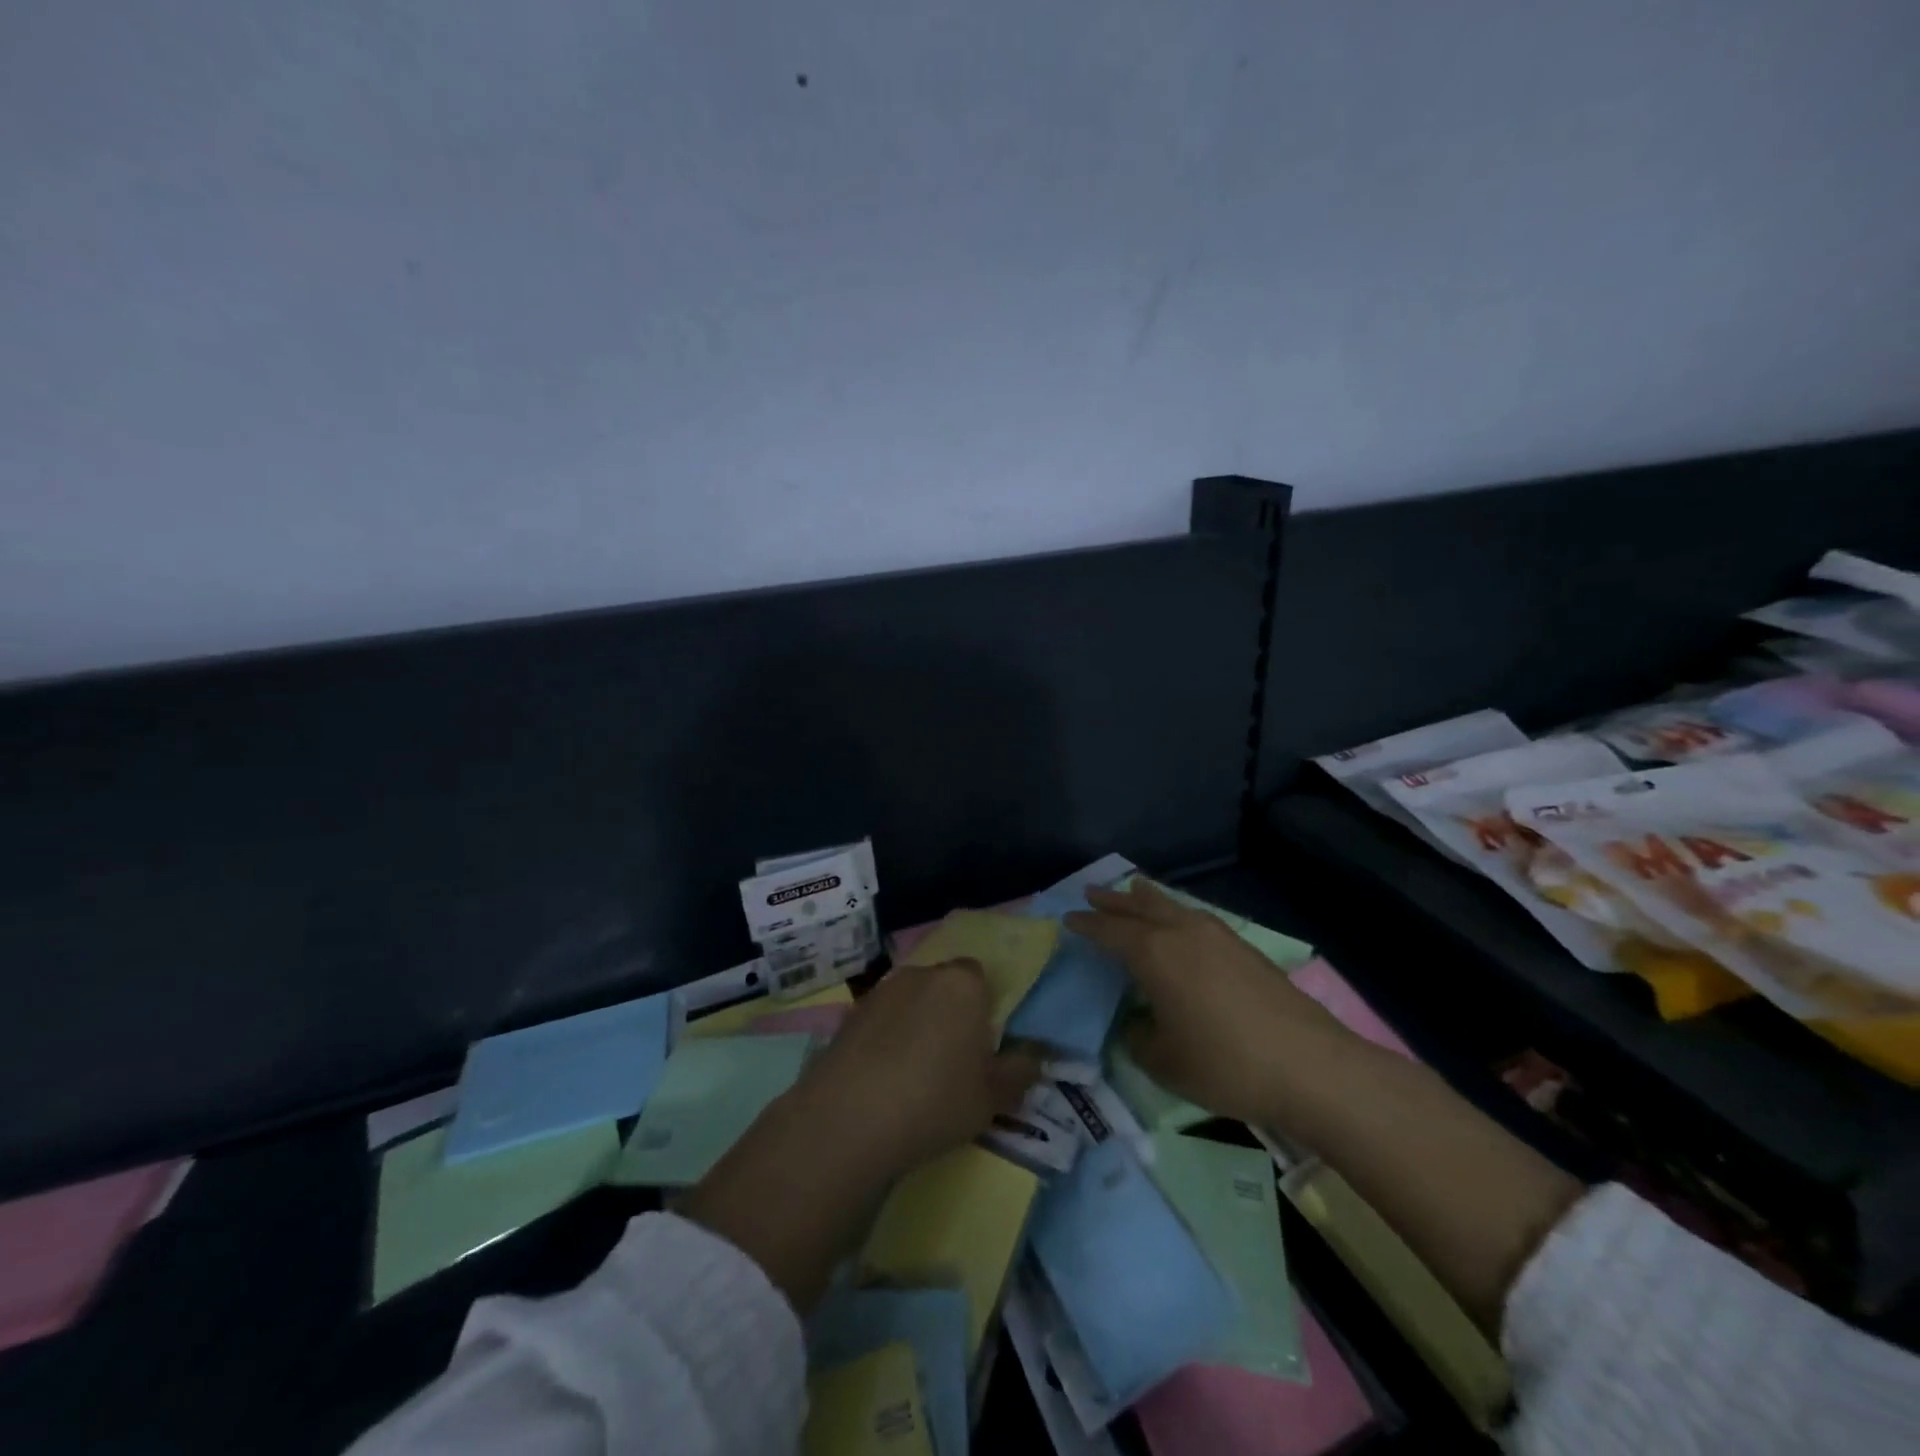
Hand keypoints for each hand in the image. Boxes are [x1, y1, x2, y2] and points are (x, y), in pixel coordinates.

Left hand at [789, 958, 1041, 1179]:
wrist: (848, 1119)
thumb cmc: (936, 1100)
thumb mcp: (993, 1097)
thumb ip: (1019, 1072)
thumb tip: (1034, 1057)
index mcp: (962, 983)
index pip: (981, 977)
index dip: (984, 1009)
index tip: (983, 1046)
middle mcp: (921, 974)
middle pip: (944, 986)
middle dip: (950, 1014)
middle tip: (953, 1061)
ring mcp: (880, 992)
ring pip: (910, 1002)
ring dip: (916, 1026)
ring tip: (915, 1075)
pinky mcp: (848, 1016)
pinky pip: (880, 1022)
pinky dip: (885, 1041)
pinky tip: (883, 1080)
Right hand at [1066, 879, 1356, 1126]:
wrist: (1310, 1065)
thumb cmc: (1225, 1064)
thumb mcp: (1164, 1062)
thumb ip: (1139, 1038)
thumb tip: (1137, 1022)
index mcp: (1154, 954)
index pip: (1110, 932)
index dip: (1087, 925)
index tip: (1068, 919)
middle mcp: (1182, 933)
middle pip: (1139, 908)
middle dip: (1113, 901)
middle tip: (1091, 891)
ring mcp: (1217, 936)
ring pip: (1172, 906)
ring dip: (1147, 898)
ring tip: (1133, 887)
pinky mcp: (1244, 948)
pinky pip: (1196, 916)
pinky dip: (1176, 911)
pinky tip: (1181, 920)